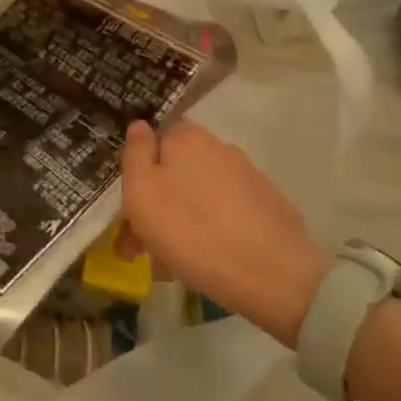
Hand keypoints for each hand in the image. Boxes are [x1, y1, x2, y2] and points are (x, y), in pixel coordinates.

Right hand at [120, 121, 330, 347]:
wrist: (271, 273)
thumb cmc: (190, 230)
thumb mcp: (142, 192)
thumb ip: (135, 154)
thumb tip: (139, 126)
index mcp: (187, 137)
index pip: (154, 141)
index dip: (138, 173)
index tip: (128, 211)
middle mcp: (219, 148)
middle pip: (177, 170)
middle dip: (157, 203)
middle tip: (142, 247)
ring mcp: (247, 176)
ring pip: (199, 194)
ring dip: (181, 219)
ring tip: (172, 262)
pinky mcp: (267, 205)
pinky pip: (225, 212)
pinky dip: (210, 229)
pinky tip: (205, 260)